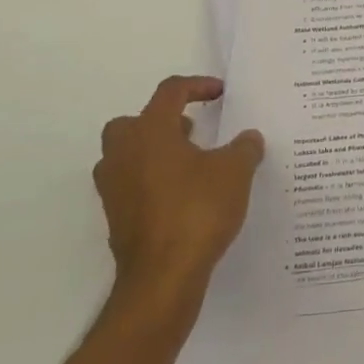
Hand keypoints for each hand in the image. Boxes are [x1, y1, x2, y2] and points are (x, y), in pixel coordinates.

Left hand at [94, 76, 264, 298]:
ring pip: (127, 154)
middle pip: (134, 121)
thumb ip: (244, 147)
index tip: (220, 93)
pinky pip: (131, 185)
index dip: (197, 86)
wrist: (162, 278)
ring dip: (154, 151)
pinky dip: (152, 182)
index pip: (170, 92)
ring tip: (190, 163)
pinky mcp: (116, 217)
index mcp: (150, 131)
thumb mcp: (235, 171)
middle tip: (192, 130)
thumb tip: (249, 137)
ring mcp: (114, 187)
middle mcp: (124, 153)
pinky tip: (182, 196)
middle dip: (162, 120)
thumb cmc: (197, 211)